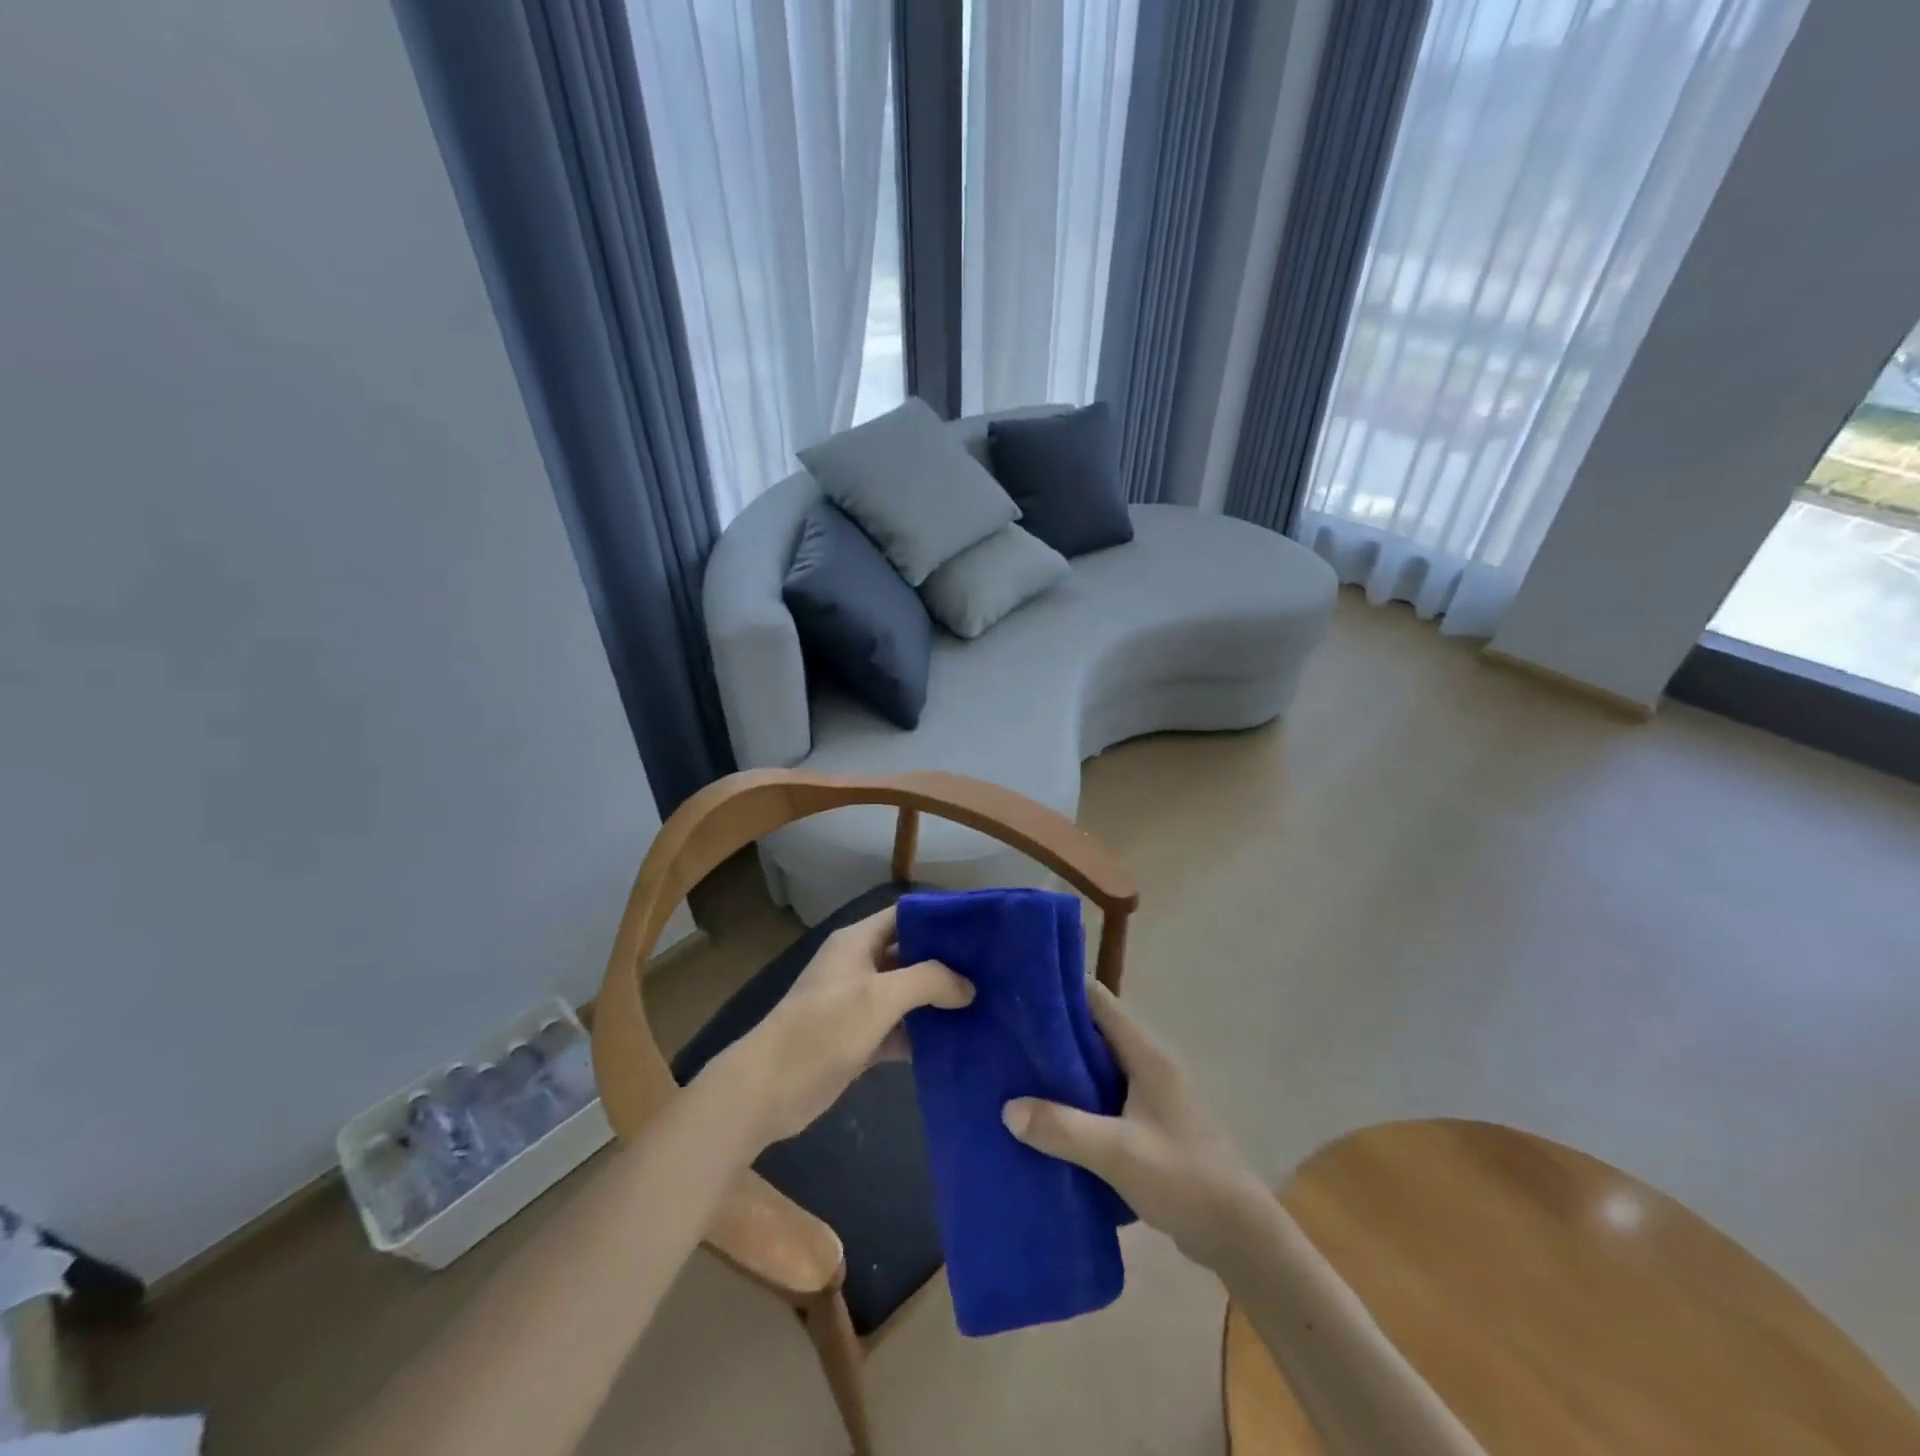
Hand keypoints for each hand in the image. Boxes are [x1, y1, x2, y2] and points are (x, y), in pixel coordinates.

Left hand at [716, 906, 972, 1146]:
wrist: (768, 1090)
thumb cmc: (823, 1029)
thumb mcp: (879, 997)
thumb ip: (928, 981)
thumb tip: (968, 986)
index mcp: (858, 942)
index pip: (906, 916)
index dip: (941, 920)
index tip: (981, 931)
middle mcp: (860, 966)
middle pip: (911, 955)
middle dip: (947, 963)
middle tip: (993, 973)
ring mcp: (858, 1004)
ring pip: (907, 995)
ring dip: (938, 1002)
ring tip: (985, 1007)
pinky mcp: (859, 1039)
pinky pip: (899, 1029)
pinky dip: (923, 1035)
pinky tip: (957, 1043)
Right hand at [1002, 982, 1269, 1269]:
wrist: (1239, 1236)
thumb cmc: (1183, 1178)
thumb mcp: (1118, 1152)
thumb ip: (1063, 1128)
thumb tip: (1007, 1108)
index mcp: (1146, 1055)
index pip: (1098, 1000)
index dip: (1061, 988)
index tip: (1019, 987)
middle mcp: (1148, 1065)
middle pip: (1093, 1032)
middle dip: (1052, 1031)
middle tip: (1005, 1033)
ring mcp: (1151, 1096)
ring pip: (1097, 1068)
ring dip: (1062, 1070)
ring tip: (1015, 1073)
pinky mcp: (1148, 1125)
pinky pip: (1104, 1099)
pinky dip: (1076, 1101)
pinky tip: (1046, 1118)